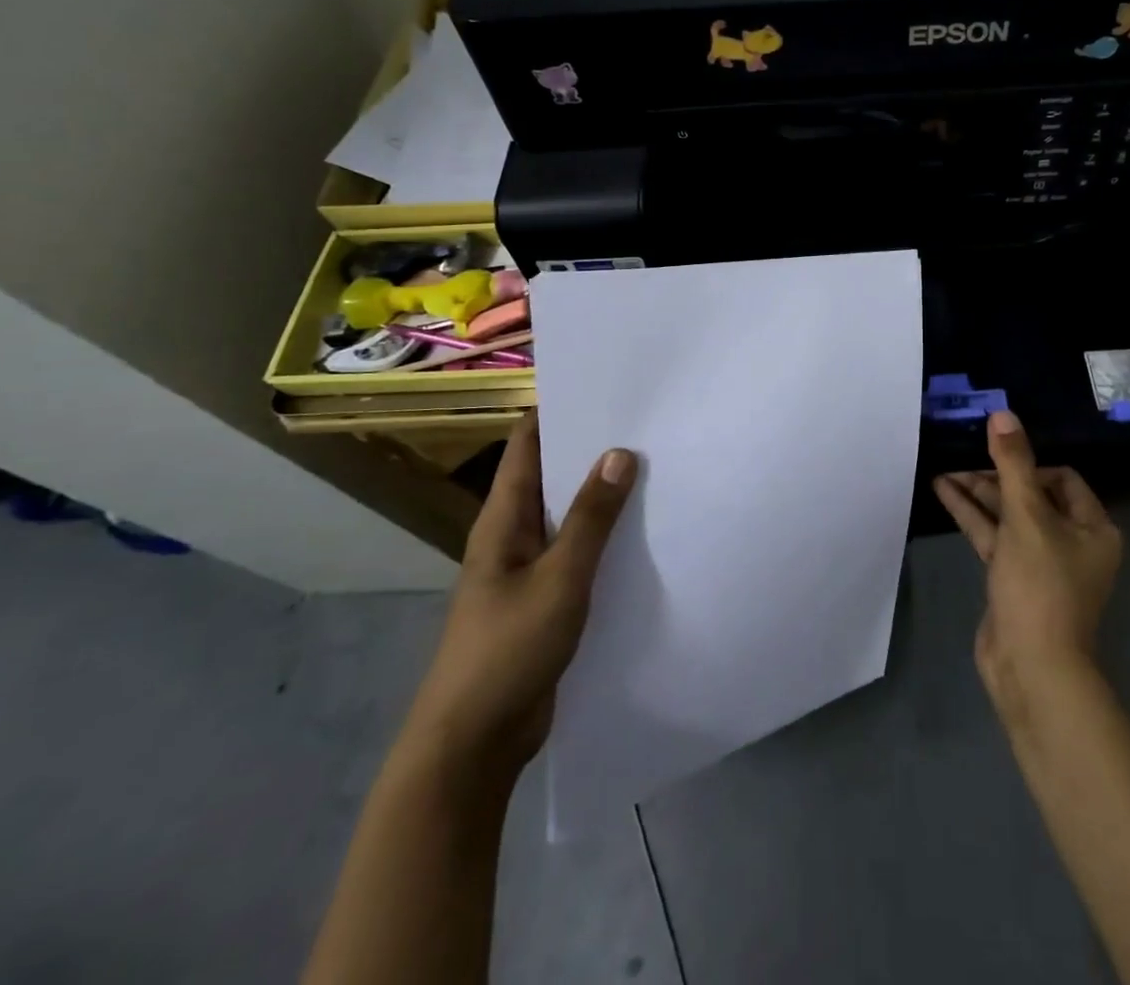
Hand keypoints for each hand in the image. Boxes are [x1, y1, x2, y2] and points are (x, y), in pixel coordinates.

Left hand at [404, 412, 636, 778]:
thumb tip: (620, 452)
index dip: (557, 411)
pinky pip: (579, 554)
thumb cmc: (507, 650)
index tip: (603, 385)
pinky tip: (644, 532)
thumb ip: (591, 518)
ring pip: (569, 516)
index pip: (526, 446)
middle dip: (591, 449)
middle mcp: (513, 536)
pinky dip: (606, 536)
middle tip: (647, 421)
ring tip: (656, 465)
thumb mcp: (559, 578)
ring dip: (603, 494)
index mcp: (503, 520)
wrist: (473, 744)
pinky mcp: (546, 601)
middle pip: (551, 476)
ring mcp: (528, 570)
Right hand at [933, 411, 1122, 717]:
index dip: (1029, 463)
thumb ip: (1013, 464)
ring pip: (1008, 515)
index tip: (996, 455)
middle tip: (961, 456)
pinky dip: (972, 516)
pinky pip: (994, 536)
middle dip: (995, 476)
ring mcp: (1040, 562)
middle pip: (1031, 494)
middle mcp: (1071, 541)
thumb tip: (1003, 414)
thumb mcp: (1027, 517)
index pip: (1062, 478)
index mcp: (1092, 527)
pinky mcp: (1013, 578)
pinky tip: (944, 492)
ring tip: (943, 469)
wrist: (1031, 667)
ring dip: (978, 493)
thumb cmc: (1041, 586)